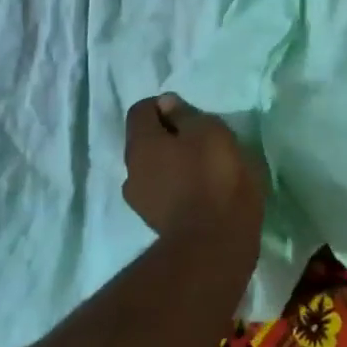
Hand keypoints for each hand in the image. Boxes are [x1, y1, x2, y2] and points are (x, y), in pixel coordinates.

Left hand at [122, 95, 264, 250]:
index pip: (140, 111)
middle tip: (200, 139)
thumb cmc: (214, 176)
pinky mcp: (155, 223)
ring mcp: (140, 200)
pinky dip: (177, 186)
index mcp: (141, 143)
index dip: (163, 105)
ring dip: (171, 163)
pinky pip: (163, 192)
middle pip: (145, 141)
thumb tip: (167, 104)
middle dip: (167, 135)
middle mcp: (131, 170)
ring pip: (153, 169)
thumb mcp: (209, 131)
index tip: (189, 112)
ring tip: (201, 167)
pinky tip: (201, 191)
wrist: (215, 242)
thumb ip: (185, 115)